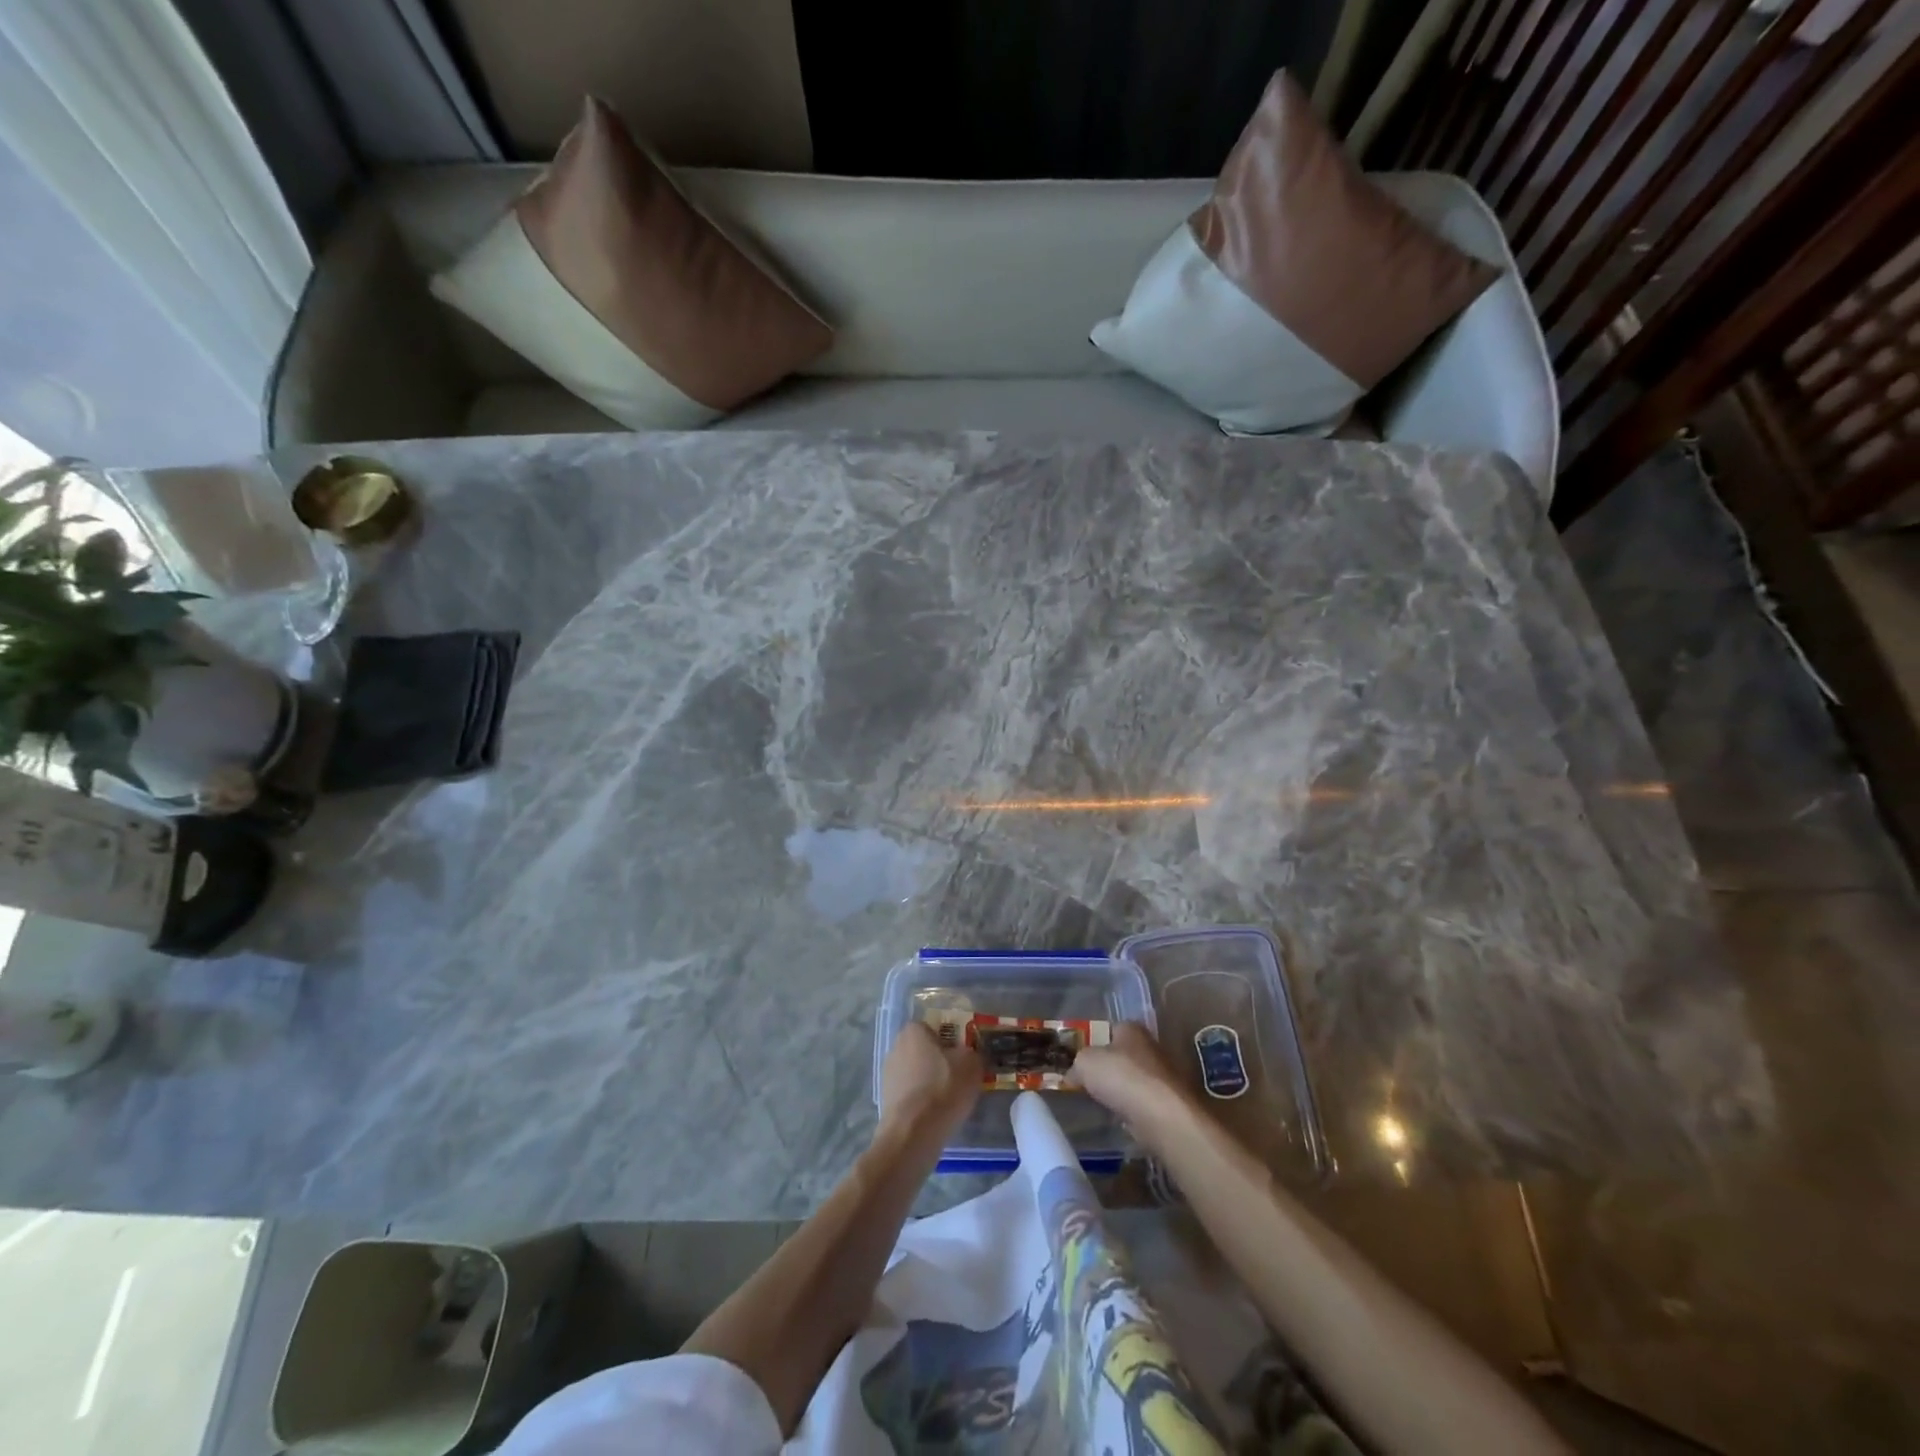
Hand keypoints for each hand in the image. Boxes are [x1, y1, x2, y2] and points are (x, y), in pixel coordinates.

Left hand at [878, 1023, 981, 1143]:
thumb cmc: (944, 1088)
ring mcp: (888, 1074)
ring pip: (918, 1073)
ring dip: (932, 1082)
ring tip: (950, 1100)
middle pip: (926, 1050)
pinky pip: (911, 1094)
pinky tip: (935, 1114)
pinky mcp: (886, 1099)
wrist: (913, 1133)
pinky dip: (922, 1101)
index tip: (966, 1058)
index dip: (954, 1041)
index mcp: (914, 1030)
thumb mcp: (972, 1064)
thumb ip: (975, 1053)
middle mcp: (896, 1046)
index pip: (937, 1028)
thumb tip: (974, 1055)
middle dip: (942, 1062)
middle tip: (961, 1078)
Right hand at [1071, 1023, 1196, 1149]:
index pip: (1109, 1029)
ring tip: (1099, 1104)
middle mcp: (1150, 1047)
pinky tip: (1120, 1119)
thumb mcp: (1086, 1063)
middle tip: (1085, 1084)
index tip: (1078, 1060)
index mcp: (1131, 1029)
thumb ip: (1076, 1064)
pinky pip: (1143, 1104)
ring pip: (1133, 1081)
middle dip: (1107, 1068)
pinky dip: (1132, 1111)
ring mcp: (1163, 1076)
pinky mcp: (1170, 1104)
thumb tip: (1073, 1074)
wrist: (1165, 1117)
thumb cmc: (1123, 1078)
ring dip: (1120, 1092)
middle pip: (1122, 1055)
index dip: (1092, 1043)